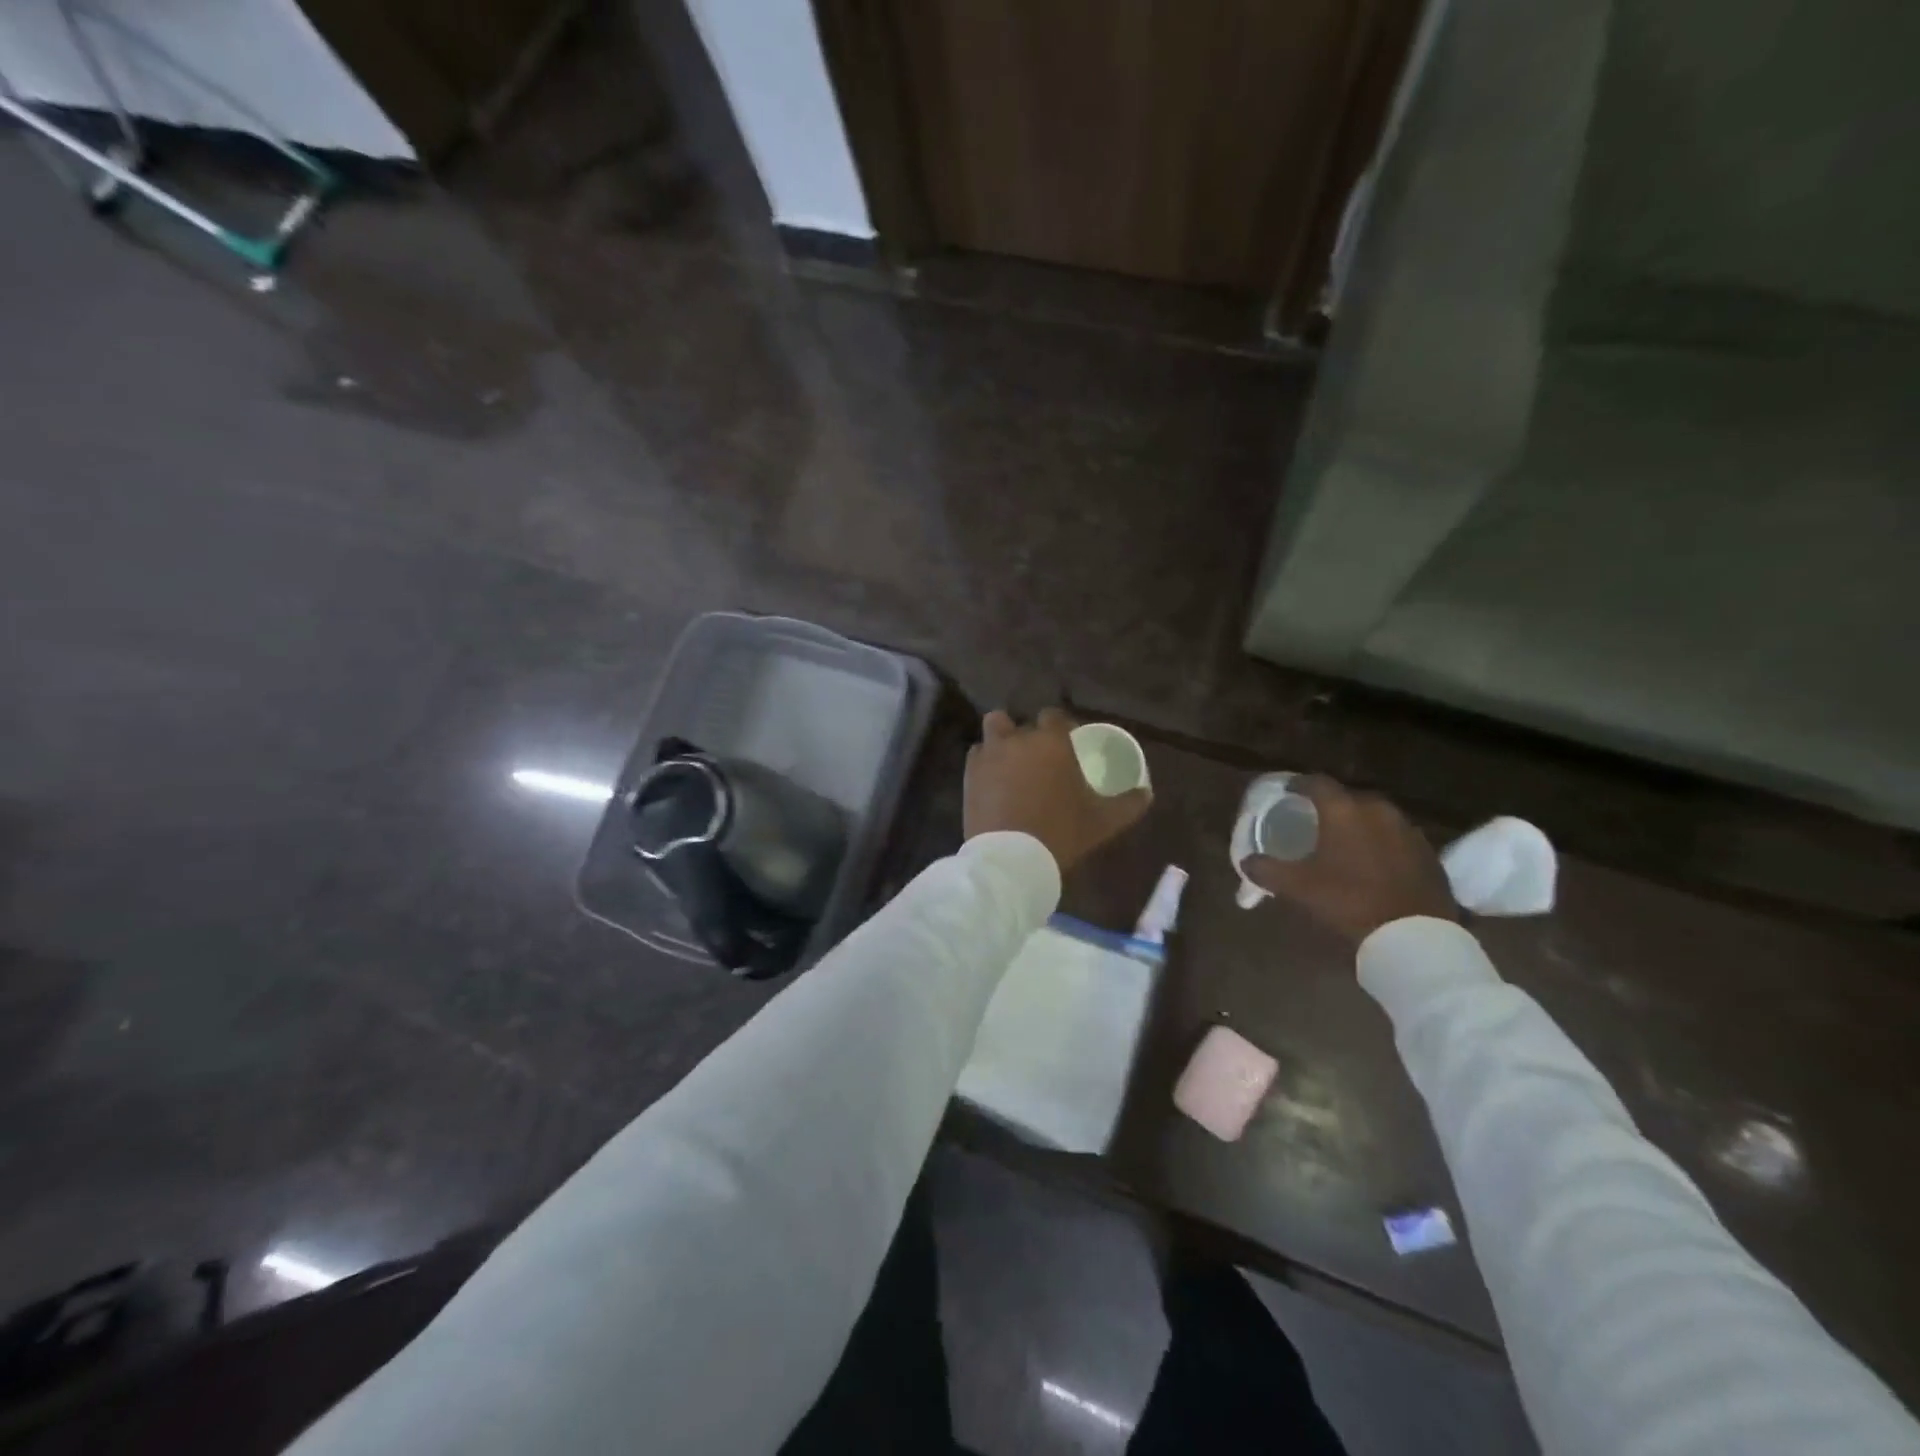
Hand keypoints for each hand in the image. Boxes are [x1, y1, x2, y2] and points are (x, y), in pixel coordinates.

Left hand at [964, 708, 1150, 870]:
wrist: (1012, 858)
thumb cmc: (1061, 832)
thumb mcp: (1103, 821)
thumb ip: (1128, 804)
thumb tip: (1146, 793)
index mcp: (1051, 742)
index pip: (1054, 715)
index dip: (1061, 726)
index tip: (1068, 743)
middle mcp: (1018, 739)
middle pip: (1020, 723)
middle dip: (1029, 735)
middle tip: (1039, 758)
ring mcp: (989, 754)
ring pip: (994, 730)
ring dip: (1002, 740)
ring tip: (1011, 762)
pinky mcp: (969, 773)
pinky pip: (977, 755)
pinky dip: (986, 762)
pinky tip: (994, 780)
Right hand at [1245, 776, 1457, 944]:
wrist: (1415, 935)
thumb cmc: (1348, 901)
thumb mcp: (1297, 887)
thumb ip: (1266, 870)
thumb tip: (1247, 862)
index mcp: (1344, 810)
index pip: (1317, 782)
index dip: (1298, 784)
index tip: (1287, 792)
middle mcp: (1378, 810)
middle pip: (1349, 797)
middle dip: (1331, 805)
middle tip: (1314, 820)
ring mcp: (1408, 830)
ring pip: (1376, 816)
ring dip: (1359, 824)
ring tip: (1344, 841)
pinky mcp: (1428, 853)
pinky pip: (1397, 837)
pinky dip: (1381, 843)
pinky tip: (1373, 862)